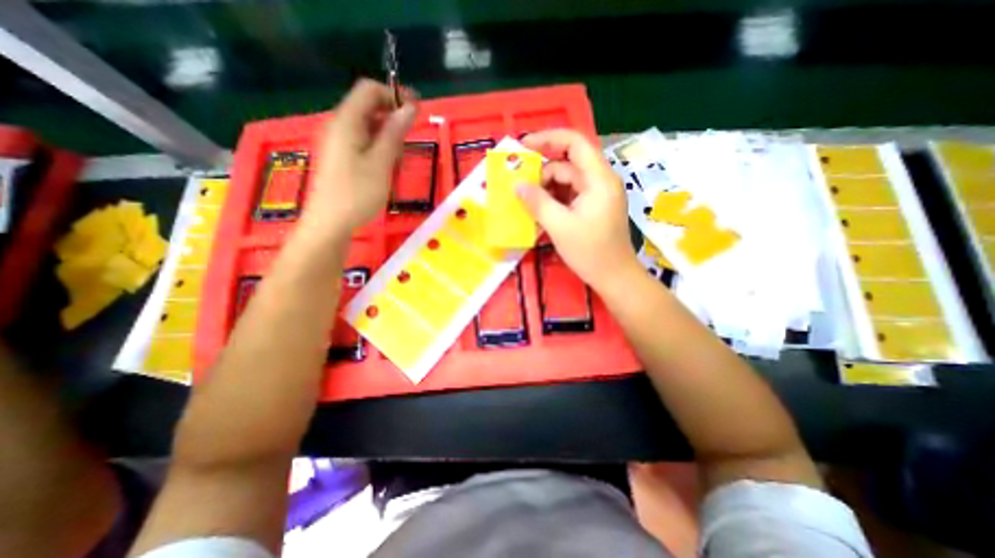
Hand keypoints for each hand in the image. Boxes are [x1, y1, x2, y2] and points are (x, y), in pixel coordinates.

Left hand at [300, 75, 413, 238]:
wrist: (330, 224)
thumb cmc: (357, 193)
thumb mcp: (381, 163)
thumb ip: (395, 133)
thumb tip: (410, 107)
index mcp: (347, 121)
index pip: (369, 90)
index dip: (394, 94)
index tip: (417, 111)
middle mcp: (340, 126)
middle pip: (369, 108)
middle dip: (393, 120)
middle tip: (409, 143)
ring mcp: (340, 143)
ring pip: (369, 128)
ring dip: (389, 139)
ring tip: (398, 163)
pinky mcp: (342, 158)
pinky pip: (364, 144)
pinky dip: (380, 151)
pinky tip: (387, 170)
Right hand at [518, 128, 641, 292]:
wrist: (614, 277)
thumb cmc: (590, 252)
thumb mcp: (559, 226)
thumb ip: (537, 202)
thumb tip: (517, 185)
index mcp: (598, 179)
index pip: (575, 143)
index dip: (549, 138)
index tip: (524, 147)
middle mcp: (601, 181)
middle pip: (568, 164)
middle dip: (542, 172)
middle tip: (519, 185)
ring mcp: (598, 195)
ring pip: (567, 181)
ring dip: (546, 188)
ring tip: (526, 201)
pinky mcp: (594, 207)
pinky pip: (570, 195)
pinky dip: (554, 199)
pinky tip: (540, 210)